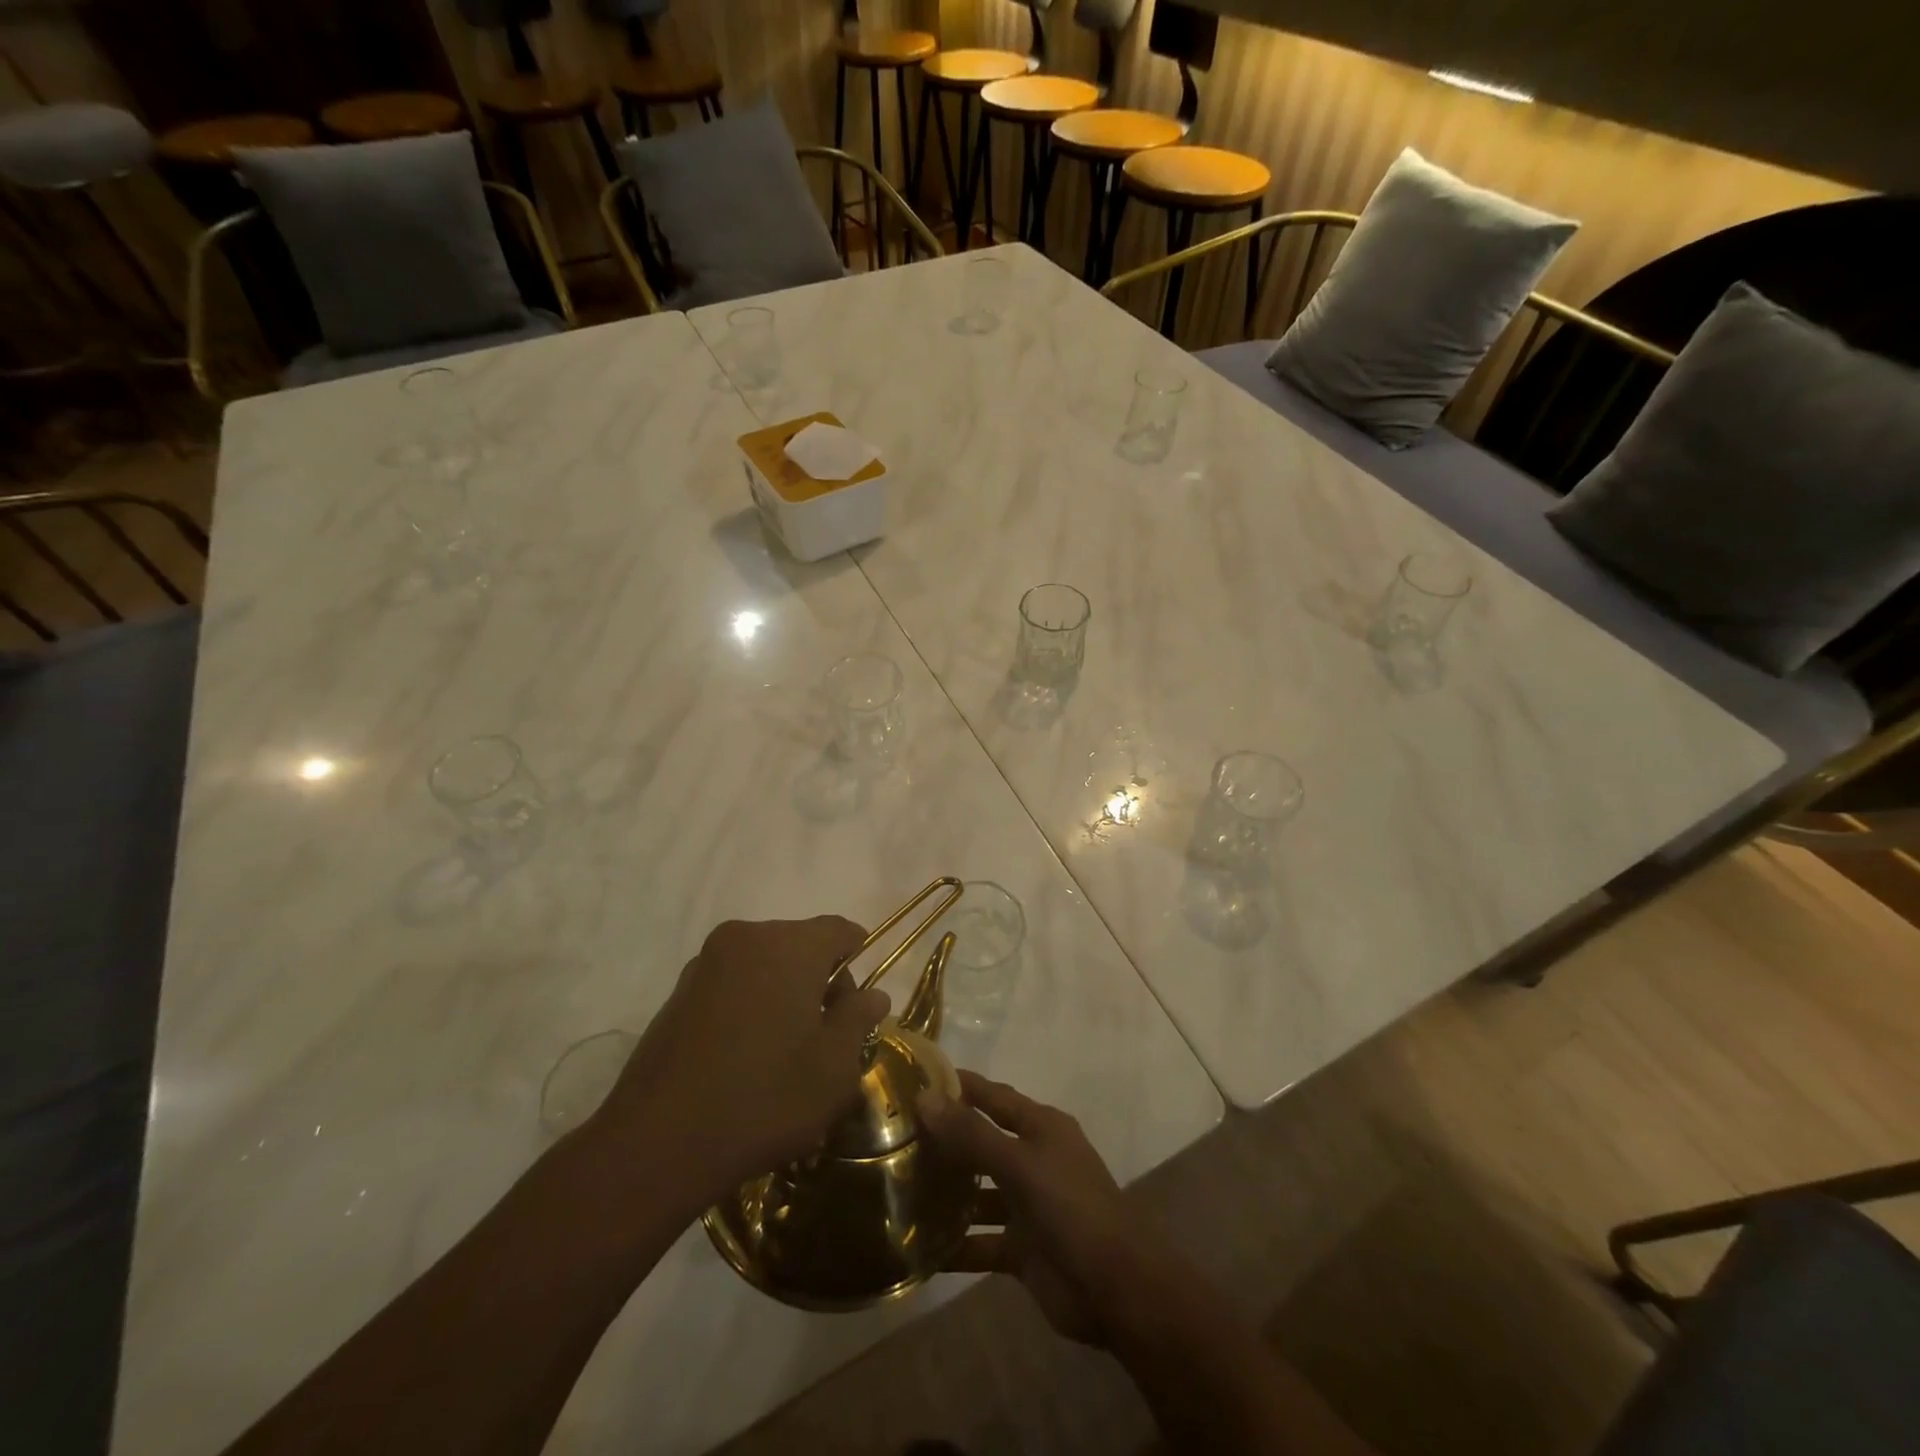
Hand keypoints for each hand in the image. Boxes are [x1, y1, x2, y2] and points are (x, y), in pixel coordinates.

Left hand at [591, 917, 889, 1207]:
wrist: (656, 1144)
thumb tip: (873, 995)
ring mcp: (706, 963)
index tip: (860, 1002)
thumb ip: (858, 1020)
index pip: (839, 930)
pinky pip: (733, 982)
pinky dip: (750, 1003)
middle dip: (820, 979)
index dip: (858, 957)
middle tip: (827, 1034)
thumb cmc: (763, 1100)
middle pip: (801, 944)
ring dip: (784, 992)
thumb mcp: (833, 1069)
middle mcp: (746, 938)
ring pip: (765, 963)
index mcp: (789, 946)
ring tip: (786, 1049)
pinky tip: (746, 1055)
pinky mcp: (679, 991)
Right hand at [919, 1071, 1182, 1345]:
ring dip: (947, 1193)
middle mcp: (1034, 1159)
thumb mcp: (1020, 1164)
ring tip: (898, 1190)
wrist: (1117, 1289)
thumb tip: (925, 1097)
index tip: (916, 1078)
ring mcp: (1028, 1205)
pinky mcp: (1022, 1248)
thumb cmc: (1071, 1208)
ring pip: (979, 1193)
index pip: (993, 1096)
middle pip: (982, 1142)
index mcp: (1041, 1127)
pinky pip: (981, 1241)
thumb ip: (972, 1134)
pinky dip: (956, 1246)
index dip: (959, 1086)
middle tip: (894, 1137)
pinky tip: (918, 1250)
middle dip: (945, 1141)